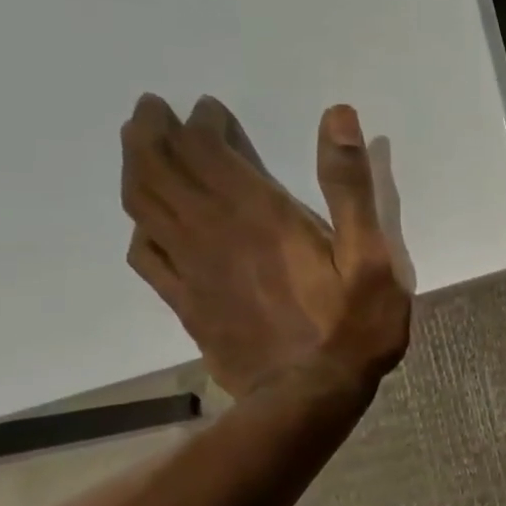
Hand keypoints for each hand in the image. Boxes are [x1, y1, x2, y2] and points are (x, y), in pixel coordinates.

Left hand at [119, 94, 410, 398]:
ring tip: (137, 146)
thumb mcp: (372, 255)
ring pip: (143, 206)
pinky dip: (138, 226)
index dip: (201, 123)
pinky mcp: (186, 302)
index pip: (208, 151)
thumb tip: (337, 117)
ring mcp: (192, 270)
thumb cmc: (351, 326)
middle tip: (151, 108)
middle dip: (152, 132)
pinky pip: (146, 255)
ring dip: (134, 167)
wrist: (308, 398)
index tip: (208, 107)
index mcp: (258, 215)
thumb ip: (350, 186)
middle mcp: (213, 232)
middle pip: (160, 170)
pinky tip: (145, 222)